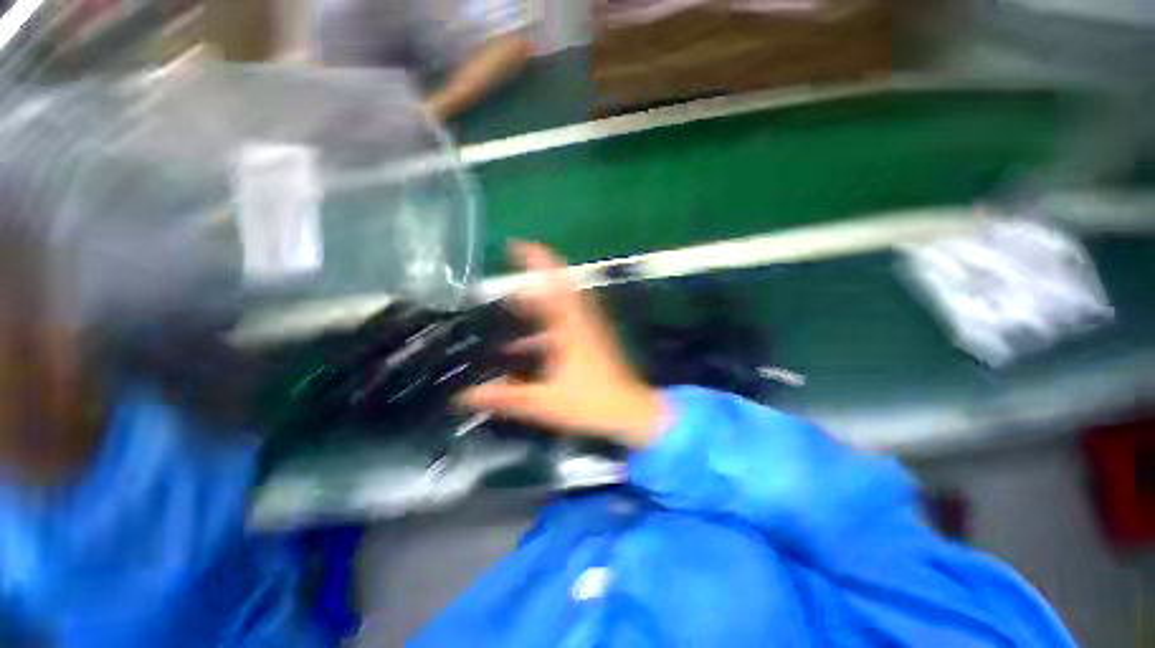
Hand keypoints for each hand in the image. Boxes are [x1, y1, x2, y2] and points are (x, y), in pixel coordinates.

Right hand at [455, 243, 667, 448]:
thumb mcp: (544, 401)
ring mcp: (588, 330)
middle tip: (506, 286)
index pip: (553, 283)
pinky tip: (526, 346)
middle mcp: (580, 322)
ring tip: (511, 313)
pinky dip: (546, 328)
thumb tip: (467, 396)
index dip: (536, 260)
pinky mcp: (592, 342)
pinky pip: (566, 324)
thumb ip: (505, 397)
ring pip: (560, 308)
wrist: (629, 413)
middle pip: (557, 290)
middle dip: (532, 282)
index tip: (515, 245)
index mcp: (570, 327)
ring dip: (537, 307)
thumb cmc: (590, 403)